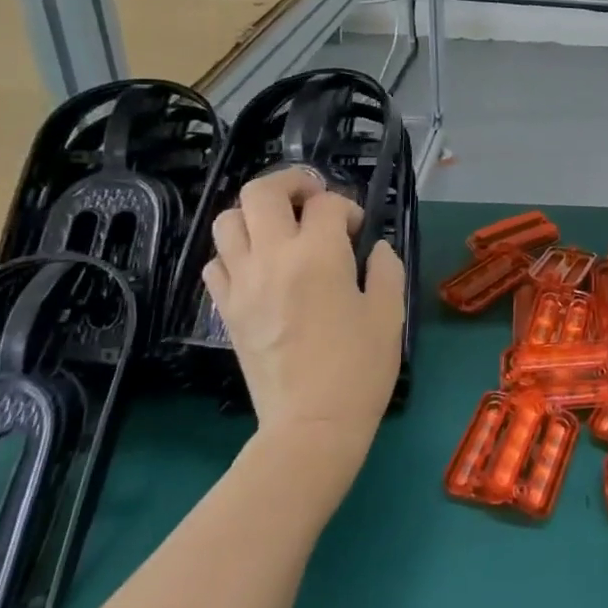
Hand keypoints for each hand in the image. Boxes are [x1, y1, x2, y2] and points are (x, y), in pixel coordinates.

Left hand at [203, 168, 405, 472]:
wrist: (312, 424)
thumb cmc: (360, 368)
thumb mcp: (390, 312)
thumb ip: (386, 268)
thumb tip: (375, 248)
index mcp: (319, 255)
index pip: (326, 203)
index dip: (347, 207)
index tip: (358, 229)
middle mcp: (273, 258)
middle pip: (261, 192)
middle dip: (290, 183)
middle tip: (312, 198)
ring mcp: (242, 283)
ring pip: (227, 220)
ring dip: (257, 214)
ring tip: (282, 230)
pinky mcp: (225, 309)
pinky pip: (216, 262)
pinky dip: (236, 252)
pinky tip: (261, 266)